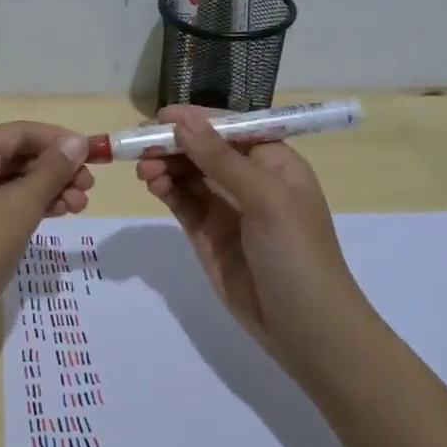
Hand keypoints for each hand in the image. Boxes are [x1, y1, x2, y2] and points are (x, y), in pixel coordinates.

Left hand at [0, 122, 93, 343]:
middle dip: (54, 170)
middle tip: (88, 192)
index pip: (20, 132)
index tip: (95, 159)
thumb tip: (77, 141)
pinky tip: (49, 218)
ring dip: (43, 190)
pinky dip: (22, 207)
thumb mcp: (18, 210)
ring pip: (5, 181)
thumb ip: (50, 172)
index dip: (60, 141)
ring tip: (76, 209)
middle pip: (13, 155)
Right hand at [136, 106, 365, 375]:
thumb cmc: (297, 254)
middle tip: (140, 147)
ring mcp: (227, 209)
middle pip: (205, 150)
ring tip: (144, 170)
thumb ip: (221, 160)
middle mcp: (250, 180)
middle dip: (175, 145)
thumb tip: (183, 121)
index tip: (160, 117)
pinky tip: (152, 185)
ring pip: (189, 175)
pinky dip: (166, 190)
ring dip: (166, 166)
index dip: (198, 119)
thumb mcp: (266, 199)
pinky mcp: (207, 235)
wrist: (306, 328)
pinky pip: (182, 203)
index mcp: (275, 163)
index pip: (232, 129)